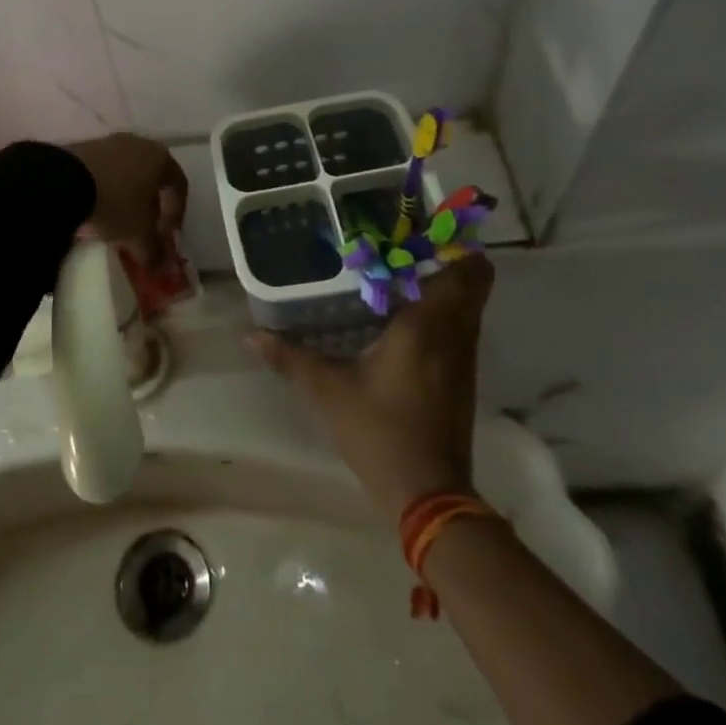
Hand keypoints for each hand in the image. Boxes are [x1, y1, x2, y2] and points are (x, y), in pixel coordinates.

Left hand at [65, 134, 187, 264]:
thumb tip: (159, 266)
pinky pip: (105, 170)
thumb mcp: (138, 235)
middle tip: (143, 229)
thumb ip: (153, 251)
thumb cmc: (116, 203)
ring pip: (128, 173)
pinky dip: (106, 189)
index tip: (164, 237)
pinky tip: (96, 207)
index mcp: (161, 159)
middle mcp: (140, 144)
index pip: (179, 187)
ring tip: (117, 221)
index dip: (176, 215)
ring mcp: (111, 142)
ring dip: (127, 197)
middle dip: (151, 205)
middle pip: (153, 177)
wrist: (64, 180)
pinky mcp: (85, 146)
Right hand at [250, 256, 493, 519]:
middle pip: (474, 281)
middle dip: (444, 258)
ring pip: (469, 305)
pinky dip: (443, 312)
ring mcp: (464, 358)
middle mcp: (455, 333)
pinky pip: (461, 327)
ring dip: (444, 285)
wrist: (429, 495)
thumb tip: (251, 336)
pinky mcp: (462, 378)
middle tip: (402, 246)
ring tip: (398, 273)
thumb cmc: (380, 431)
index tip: (419, 229)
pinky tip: (404, 316)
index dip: (453, 244)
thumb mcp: (329, 391)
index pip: (467, 269)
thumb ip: (291, 358)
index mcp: (428, 324)